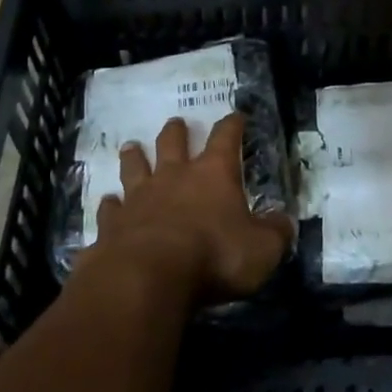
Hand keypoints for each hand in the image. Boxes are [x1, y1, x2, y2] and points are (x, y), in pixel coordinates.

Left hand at [91, 113, 293, 304]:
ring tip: (131, 146)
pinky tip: (108, 202)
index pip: (226, 138)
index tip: (236, 116)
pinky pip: (110, 208)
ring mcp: (139, 197)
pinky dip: (110, 204)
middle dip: (176, 131)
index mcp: (213, 174)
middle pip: (172, 143)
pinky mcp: (112, 224)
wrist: (148, 276)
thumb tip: (284, 222)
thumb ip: (275, 233)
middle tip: (175, 123)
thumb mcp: (262, 249)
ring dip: (135, 157)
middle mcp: (174, 176)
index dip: (232, 125)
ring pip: (135, 167)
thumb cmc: (214, 255)